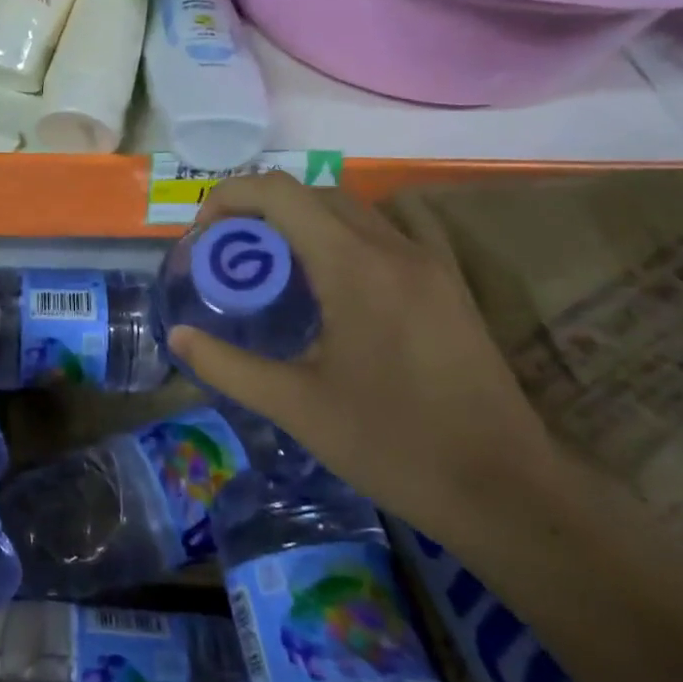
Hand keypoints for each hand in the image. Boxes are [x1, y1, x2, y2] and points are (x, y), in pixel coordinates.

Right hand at [166, 173, 563, 543]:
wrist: (504, 488)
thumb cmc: (391, 443)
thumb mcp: (295, 406)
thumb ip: (227, 365)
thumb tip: (177, 337)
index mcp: (353, 266)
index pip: (280, 192)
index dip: (231, 197)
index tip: (204, 234)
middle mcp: (394, 248)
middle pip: (314, 194)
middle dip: (261, 212)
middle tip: (232, 258)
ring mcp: (429, 263)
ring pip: (353, 211)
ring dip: (303, 222)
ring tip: (276, 272)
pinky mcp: (448, 285)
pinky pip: (387, 234)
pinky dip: (345, 237)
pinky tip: (335, 286)